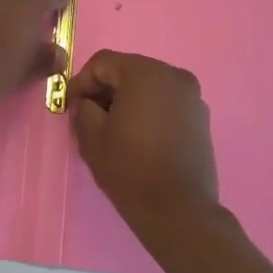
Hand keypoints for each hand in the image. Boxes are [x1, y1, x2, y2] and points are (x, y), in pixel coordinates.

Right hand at [67, 50, 219, 227]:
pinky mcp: (201, 118)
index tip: (71, 108)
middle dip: (105, 90)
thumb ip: (82, 109)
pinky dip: (149, 111)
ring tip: (114, 130)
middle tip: (89, 117)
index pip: (103, 62)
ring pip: (149, 87)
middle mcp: (173, 75)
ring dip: (127, 101)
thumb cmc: (130, 169)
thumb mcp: (92, 137)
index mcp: (145, 73)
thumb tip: (87, 103)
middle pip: (128, 70)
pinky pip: (167, 103)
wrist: (178, 210)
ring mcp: (192, 96)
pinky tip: (139, 138)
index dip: (81, 82)